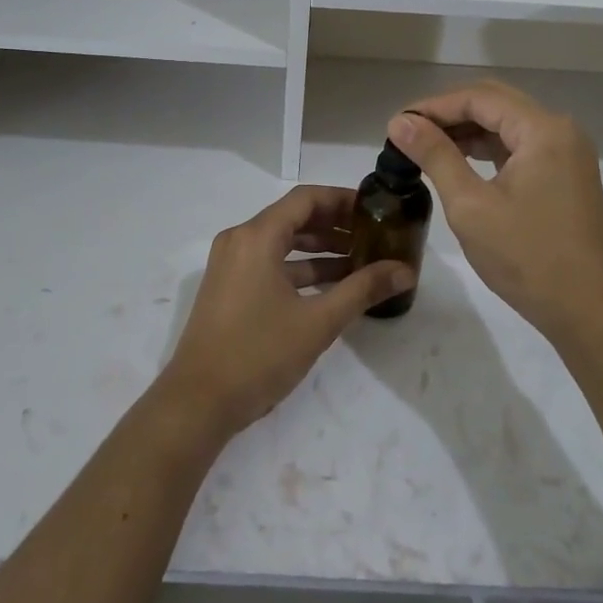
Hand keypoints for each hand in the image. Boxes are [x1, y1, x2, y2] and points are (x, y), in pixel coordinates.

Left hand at [159, 185, 413, 436]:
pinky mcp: (229, 288)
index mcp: (257, 236)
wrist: (197, 403)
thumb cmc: (258, 354)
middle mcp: (240, 240)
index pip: (306, 199)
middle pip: (294, 218)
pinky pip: (270, 264)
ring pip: (282, 243)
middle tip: (374, 236)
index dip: (343, 200)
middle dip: (335, 226)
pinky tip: (332, 287)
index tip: (375, 210)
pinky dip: (299, 269)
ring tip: (361, 261)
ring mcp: (231, 264)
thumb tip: (406, 271)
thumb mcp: (318, 322)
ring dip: (320, 250)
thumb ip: (362, 290)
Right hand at [387, 82, 602, 344]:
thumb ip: (435, 156)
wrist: (588, 312)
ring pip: (508, 124)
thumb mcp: (470, 206)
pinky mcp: (566, 175)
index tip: (396, 124)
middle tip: (408, 132)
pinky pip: (520, 147)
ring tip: (425, 146)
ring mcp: (567, 153)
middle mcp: (560, 130)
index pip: (479, 98)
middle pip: (496, 103)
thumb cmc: (527, 257)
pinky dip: (488, 150)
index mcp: (543, 129)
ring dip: (467, 131)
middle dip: (449, 114)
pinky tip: (459, 162)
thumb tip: (400, 122)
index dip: (434, 106)